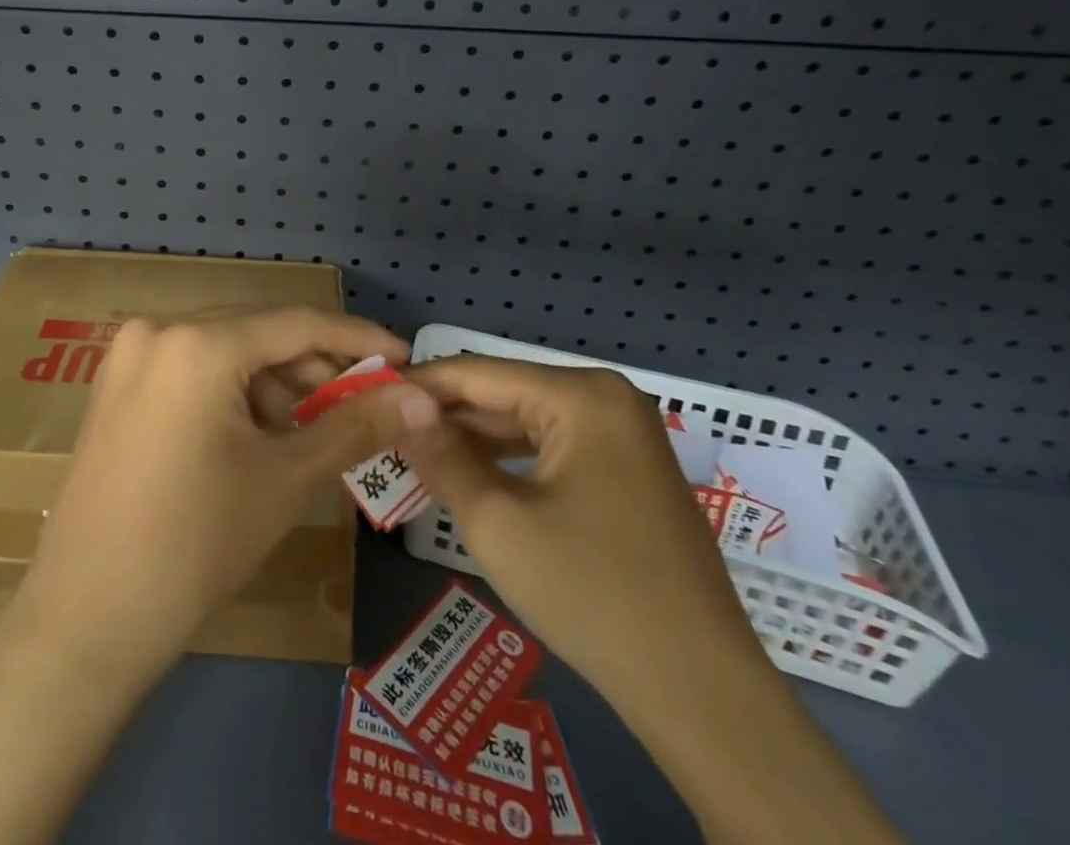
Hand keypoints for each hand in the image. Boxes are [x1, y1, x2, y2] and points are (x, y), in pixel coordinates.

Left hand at [6, 307, 430, 687]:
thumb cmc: (196, 544)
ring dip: (271, 381)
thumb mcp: (284, 479)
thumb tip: (424, 399)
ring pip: (223, 348)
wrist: (88, 617)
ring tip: (305, 431)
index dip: (355, 337)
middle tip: (361, 403)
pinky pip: (190, 366)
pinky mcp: (115, 382)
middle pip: (256, 332)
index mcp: (198, 344)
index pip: (295, 324)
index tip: (404, 356)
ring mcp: (129, 354)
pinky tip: (253, 433)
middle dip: (312, 366)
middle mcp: (158, 329)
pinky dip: (230, 389)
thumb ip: (356, 427)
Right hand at [400, 355, 756, 695]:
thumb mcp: (496, 521)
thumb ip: (441, 455)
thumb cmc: (592, 595)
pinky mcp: (629, 471)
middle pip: (503, 394)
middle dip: (444, 415)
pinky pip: (553, 448)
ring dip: (473, 439)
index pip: (476, 374)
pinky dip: (509, 460)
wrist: (703, 695)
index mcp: (581, 395)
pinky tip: (470, 475)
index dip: (418, 385)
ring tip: (415, 453)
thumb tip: (399, 409)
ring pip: (526, 421)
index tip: (366, 396)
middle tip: (384, 431)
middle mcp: (606, 398)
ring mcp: (624, 435)